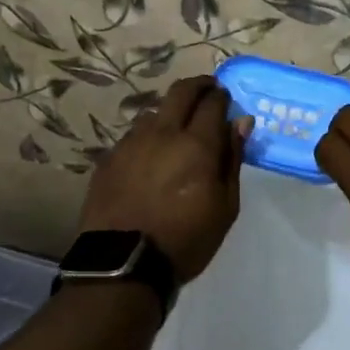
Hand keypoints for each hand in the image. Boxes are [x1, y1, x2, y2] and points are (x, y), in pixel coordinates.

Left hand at [78, 76, 250, 282]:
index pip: (213, 103)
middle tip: (207, 91)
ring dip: (170, 112)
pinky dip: (148, 136)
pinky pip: (133, 135)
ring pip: (154, 112)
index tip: (226, 98)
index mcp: (197, 145)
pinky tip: (150, 153)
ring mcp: (131, 143)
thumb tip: (241, 122)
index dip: (222, 96)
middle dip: (198, 86)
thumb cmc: (186, 239)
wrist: (123, 264)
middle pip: (180, 92)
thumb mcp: (225, 206)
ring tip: (176, 127)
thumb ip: (232, 159)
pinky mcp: (109, 158)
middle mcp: (163, 133)